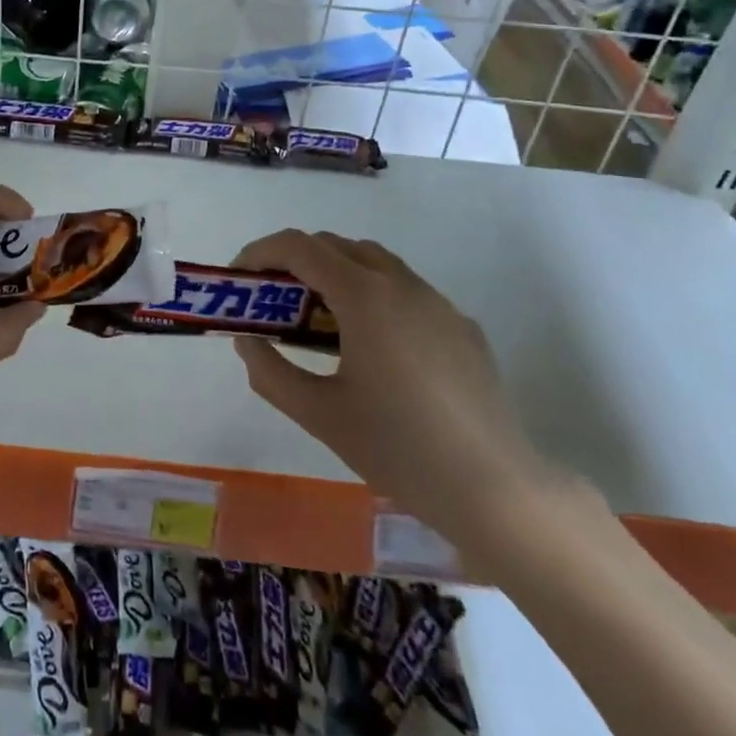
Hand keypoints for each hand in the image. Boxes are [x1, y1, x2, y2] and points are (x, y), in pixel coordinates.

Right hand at [231, 231, 547, 544]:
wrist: (496, 489)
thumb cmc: (399, 448)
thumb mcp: (319, 414)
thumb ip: (270, 372)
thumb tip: (247, 341)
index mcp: (364, 296)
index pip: (299, 247)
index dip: (260, 252)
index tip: (239, 278)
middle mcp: (401, 284)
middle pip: (336, 245)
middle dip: (295, 261)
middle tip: (272, 300)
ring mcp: (437, 302)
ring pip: (374, 262)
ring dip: (335, 273)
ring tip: (317, 319)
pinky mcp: (461, 326)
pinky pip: (405, 290)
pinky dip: (372, 295)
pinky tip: (373, 348)